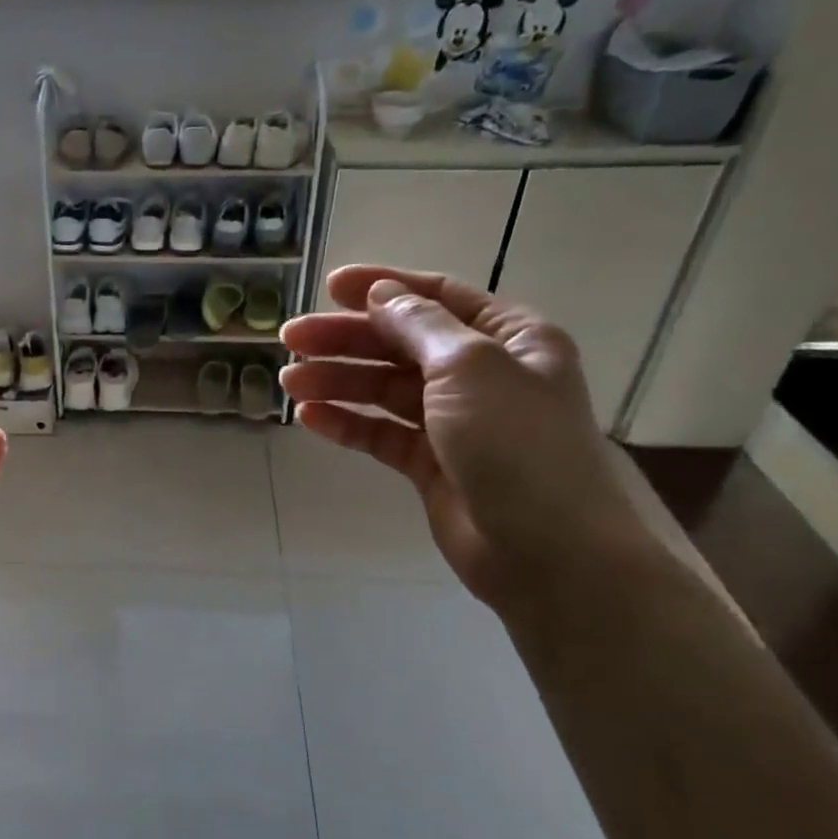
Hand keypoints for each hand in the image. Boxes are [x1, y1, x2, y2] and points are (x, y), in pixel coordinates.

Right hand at [280, 267, 651, 609]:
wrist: (547, 551)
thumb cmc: (517, 443)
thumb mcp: (469, 366)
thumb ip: (419, 324)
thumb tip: (381, 294)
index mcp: (508, 338)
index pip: (437, 297)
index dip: (382, 287)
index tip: (329, 287)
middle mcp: (482, 374)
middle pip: (401, 344)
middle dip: (346, 339)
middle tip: (291, 339)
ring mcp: (455, 422)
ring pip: (385, 389)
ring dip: (338, 381)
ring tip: (290, 382)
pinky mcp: (432, 465)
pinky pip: (382, 434)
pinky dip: (348, 423)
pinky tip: (310, 418)